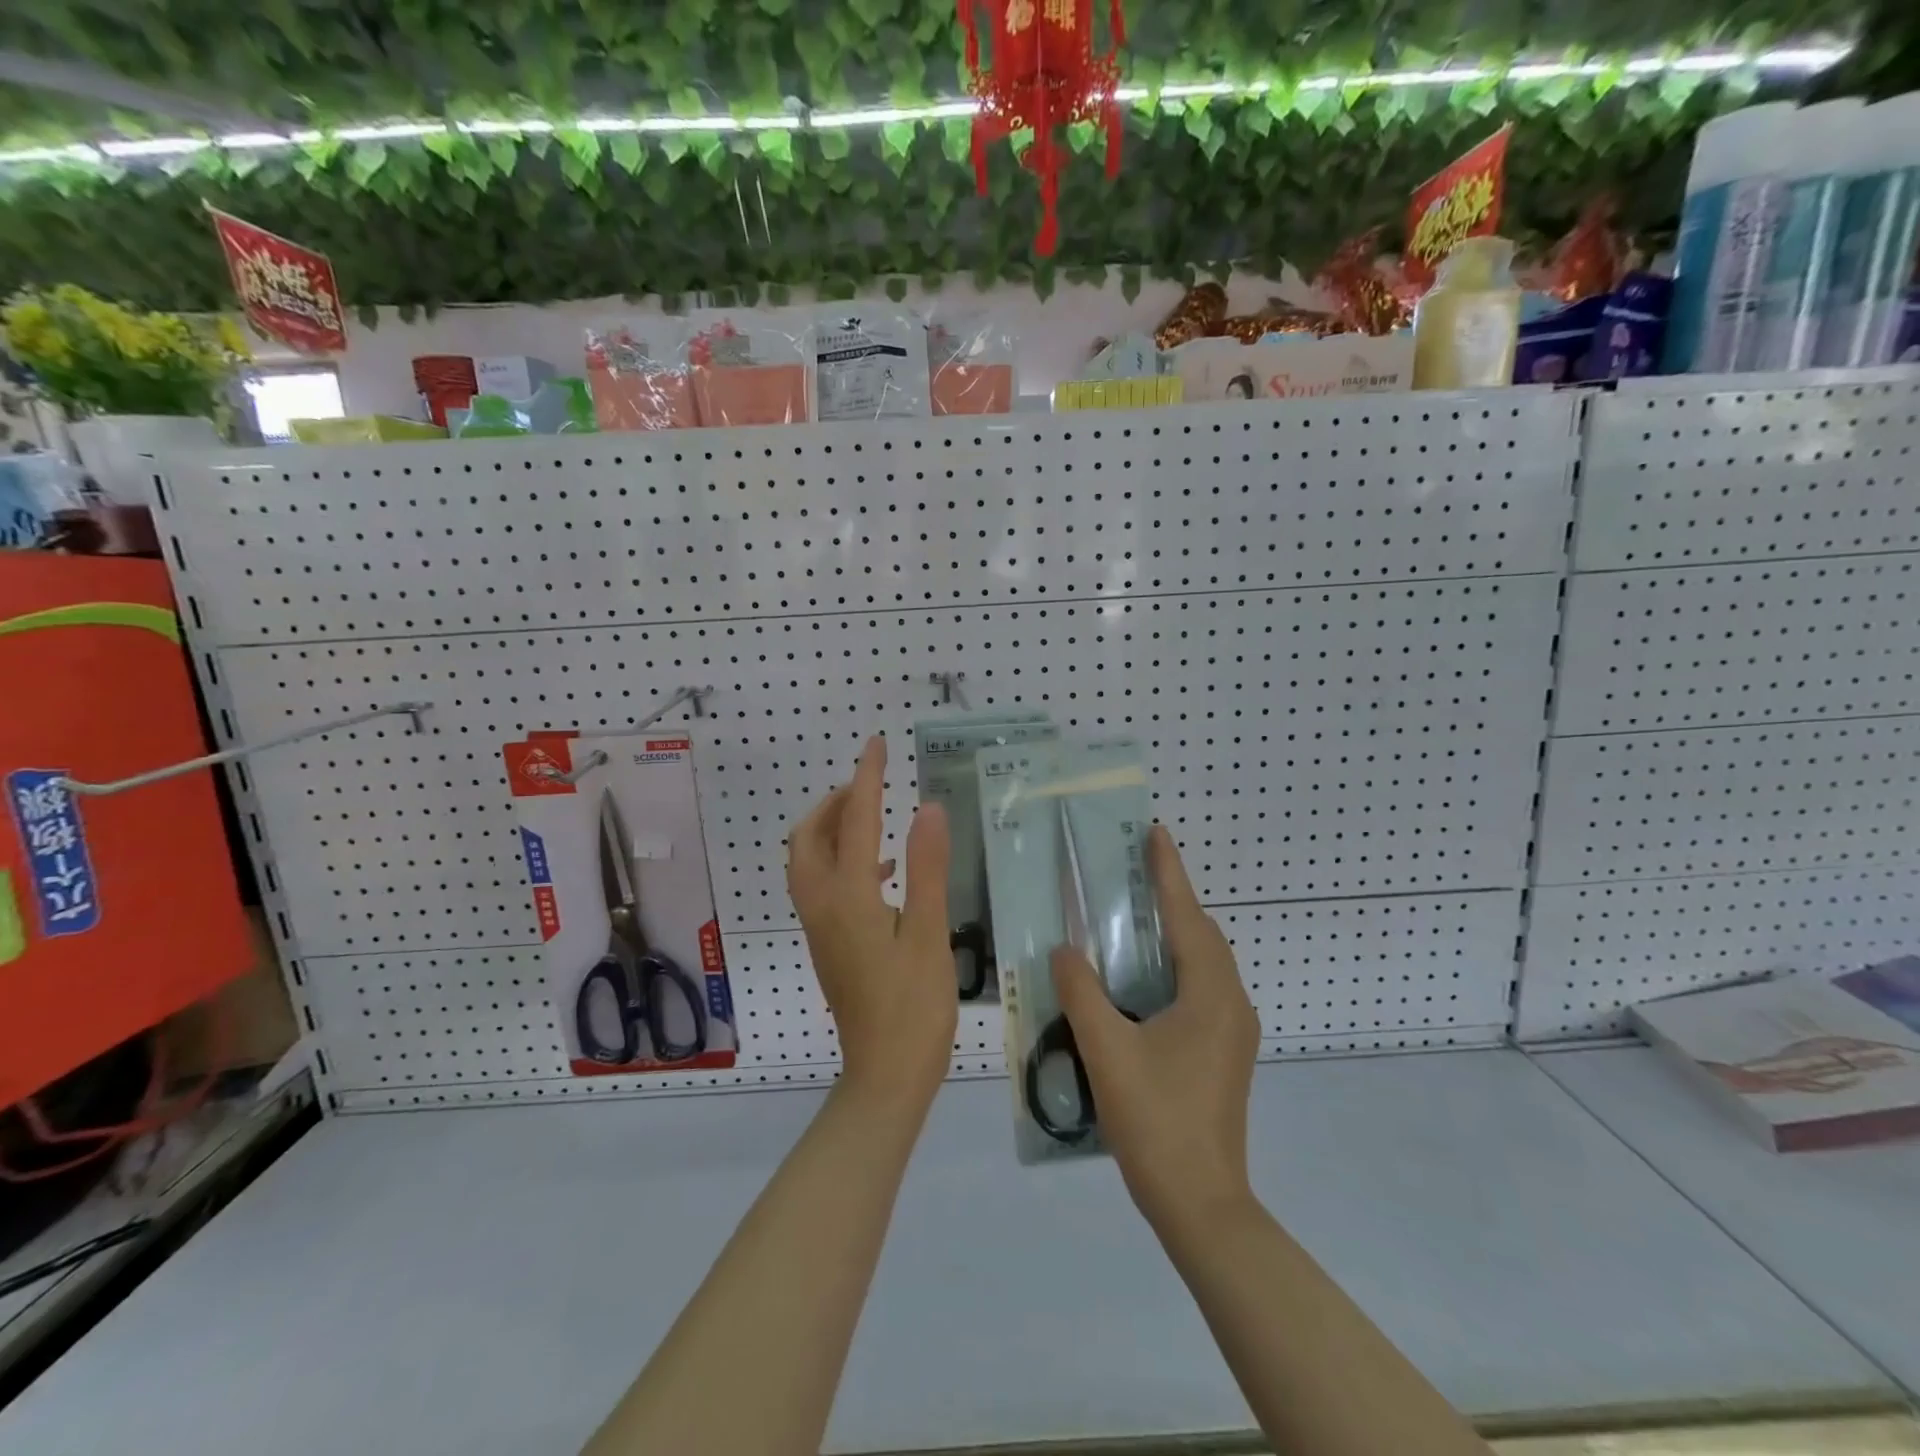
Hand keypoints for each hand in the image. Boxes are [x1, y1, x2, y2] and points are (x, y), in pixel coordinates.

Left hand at [787, 734, 955, 1104]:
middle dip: (833, 803)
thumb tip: (926, 807)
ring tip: (874, 818)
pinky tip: (883, 872)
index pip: (855, 821)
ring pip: (808, 861)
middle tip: (868, 786)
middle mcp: (822, 905)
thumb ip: (927, 867)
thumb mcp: (929, 933)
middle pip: (808, 837)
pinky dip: (841, 860)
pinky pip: (820, 884)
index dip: (867, 778)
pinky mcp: (827, 943)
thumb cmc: (914, 1006)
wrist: (885, 1075)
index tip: (876, 744)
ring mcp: (820, 926)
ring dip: (832, 830)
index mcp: (848, 897)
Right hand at [1051, 824, 1259, 1228]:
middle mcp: (1232, 1004)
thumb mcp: (1107, 1051)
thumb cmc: (1156, 1121)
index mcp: (1211, 996)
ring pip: (1204, 964)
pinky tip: (1139, 978)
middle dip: (1172, 899)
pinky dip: (1175, 966)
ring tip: (1133, 916)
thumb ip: (1081, 993)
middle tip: (1133, 873)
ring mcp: (1232, 1031)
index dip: (1170, 873)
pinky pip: (1201, 988)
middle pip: (1203, 936)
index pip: (1189, 917)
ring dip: (1174, 934)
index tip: (1155, 834)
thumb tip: (1063, 950)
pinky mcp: (1224, 1053)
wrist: (1201, 1204)